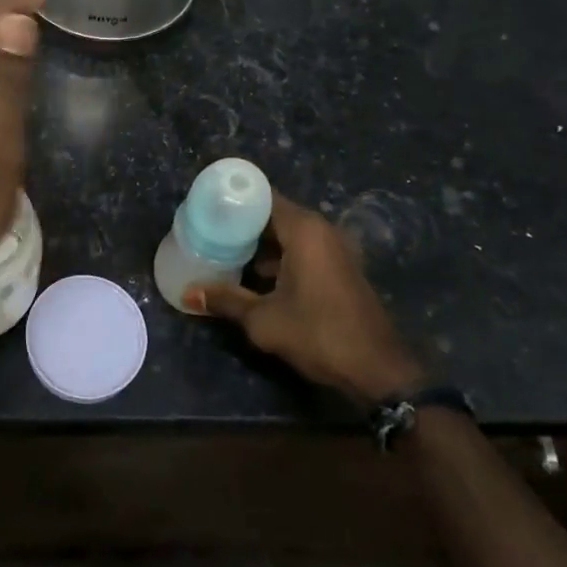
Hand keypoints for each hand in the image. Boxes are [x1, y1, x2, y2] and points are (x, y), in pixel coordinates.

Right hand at [187, 193, 426, 402]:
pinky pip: (301, 250)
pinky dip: (278, 257)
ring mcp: (333, 249)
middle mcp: (320, 230)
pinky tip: (254, 277)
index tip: (205, 206)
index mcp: (303, 229)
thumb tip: (188, 293)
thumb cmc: (319, 334)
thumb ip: (226, 299)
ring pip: (287, 234)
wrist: (378, 371)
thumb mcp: (264, 320)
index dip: (232, 198)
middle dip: (241, 223)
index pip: (261, 196)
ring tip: (223, 252)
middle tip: (207, 230)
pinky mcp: (338, 269)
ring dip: (259, 244)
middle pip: (272, 214)